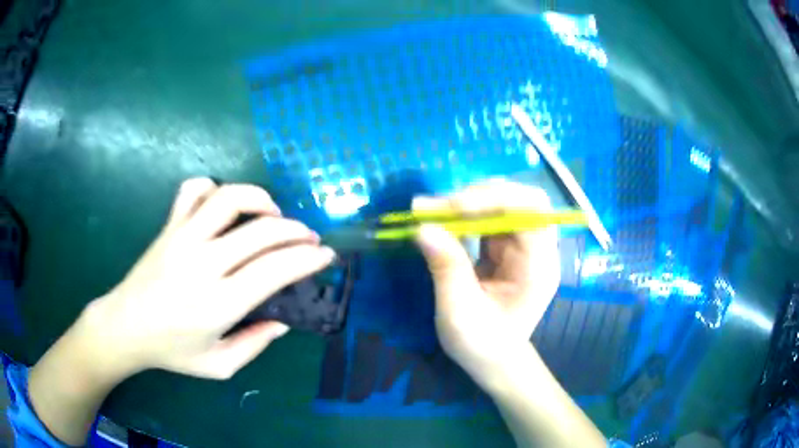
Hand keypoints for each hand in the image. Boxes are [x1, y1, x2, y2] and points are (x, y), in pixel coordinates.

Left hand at [78, 178, 335, 379]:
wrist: (125, 327)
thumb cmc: (172, 351)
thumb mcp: (219, 365)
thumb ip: (255, 345)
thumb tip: (283, 322)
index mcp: (219, 304)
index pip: (275, 270)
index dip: (307, 258)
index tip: (325, 255)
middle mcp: (203, 264)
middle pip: (261, 231)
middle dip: (296, 231)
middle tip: (309, 237)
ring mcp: (183, 238)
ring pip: (229, 198)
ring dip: (260, 199)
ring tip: (272, 213)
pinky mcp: (169, 226)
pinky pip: (193, 190)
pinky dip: (213, 188)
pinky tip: (223, 204)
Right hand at [413, 180, 559, 386]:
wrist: (493, 360)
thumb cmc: (482, 344)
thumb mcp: (459, 312)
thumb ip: (446, 268)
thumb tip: (423, 227)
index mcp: (538, 267)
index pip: (529, 213)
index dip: (493, 201)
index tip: (450, 209)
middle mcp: (537, 249)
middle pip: (520, 199)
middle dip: (479, 195)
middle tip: (438, 206)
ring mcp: (522, 246)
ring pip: (503, 203)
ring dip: (468, 201)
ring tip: (432, 210)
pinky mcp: (506, 248)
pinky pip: (489, 217)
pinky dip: (464, 213)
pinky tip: (442, 220)